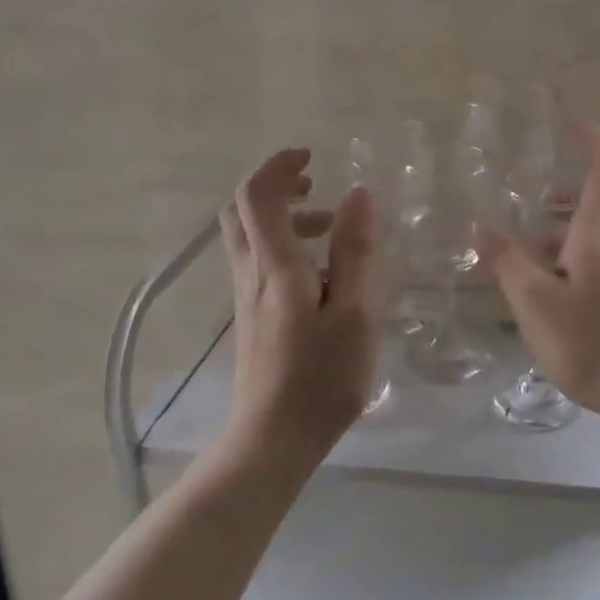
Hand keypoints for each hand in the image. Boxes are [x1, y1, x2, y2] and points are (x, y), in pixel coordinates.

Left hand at [220, 148, 380, 461]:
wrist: (272, 441)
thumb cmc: (321, 378)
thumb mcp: (353, 312)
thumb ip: (355, 252)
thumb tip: (358, 194)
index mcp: (275, 266)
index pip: (256, 195)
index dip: (278, 166)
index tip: (312, 158)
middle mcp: (251, 274)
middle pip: (241, 211)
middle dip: (275, 186)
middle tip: (315, 185)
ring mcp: (247, 298)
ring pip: (250, 238)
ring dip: (285, 218)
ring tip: (332, 229)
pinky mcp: (253, 318)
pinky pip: (260, 263)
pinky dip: (286, 247)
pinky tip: (324, 275)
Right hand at [482, 123, 599, 420]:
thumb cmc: (594, 340)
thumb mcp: (536, 303)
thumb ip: (507, 263)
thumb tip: (479, 227)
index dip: (595, 141)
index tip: (575, 124)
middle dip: (582, 182)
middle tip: (545, 189)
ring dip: (580, 220)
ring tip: (540, 236)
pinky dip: (586, 249)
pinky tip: (561, 281)